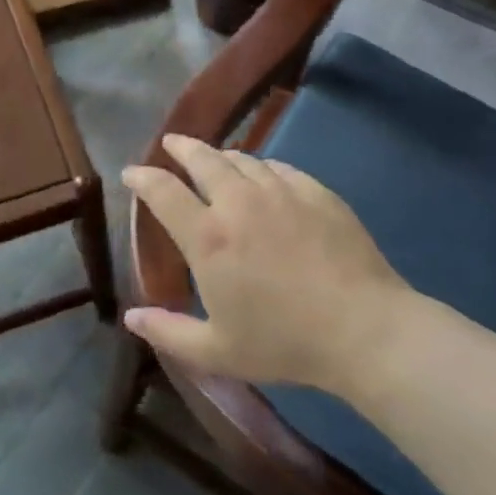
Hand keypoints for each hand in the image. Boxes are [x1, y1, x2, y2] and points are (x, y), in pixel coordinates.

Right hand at [120, 135, 419, 390]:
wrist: (364, 329)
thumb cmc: (284, 342)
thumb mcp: (217, 351)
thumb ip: (168, 332)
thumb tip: (131, 317)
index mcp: (208, 237)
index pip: (163, 191)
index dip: (142, 178)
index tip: (132, 172)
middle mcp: (239, 201)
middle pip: (202, 158)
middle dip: (181, 147)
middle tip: (172, 143)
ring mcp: (281, 191)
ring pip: (242, 159)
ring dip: (221, 155)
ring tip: (215, 159)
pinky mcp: (316, 191)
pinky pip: (279, 167)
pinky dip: (261, 167)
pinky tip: (263, 175)